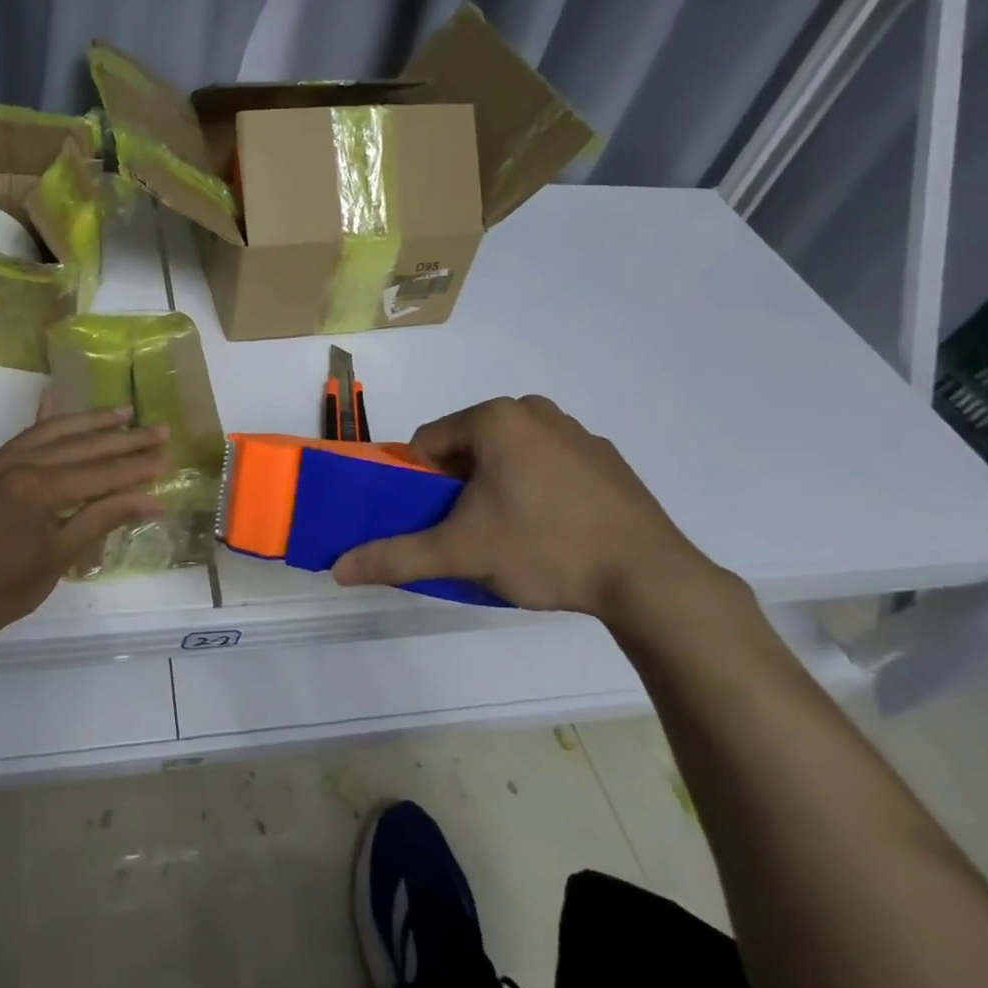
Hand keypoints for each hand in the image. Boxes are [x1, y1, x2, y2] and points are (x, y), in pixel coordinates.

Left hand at [0, 406, 167, 652]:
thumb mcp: (57, 559)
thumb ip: (102, 520)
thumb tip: (151, 500)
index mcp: (39, 489)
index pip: (100, 472)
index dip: (136, 468)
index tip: (167, 457)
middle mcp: (19, 463)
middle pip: (82, 446)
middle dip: (123, 439)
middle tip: (159, 428)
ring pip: (52, 432)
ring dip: (90, 421)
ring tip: (123, 412)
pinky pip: (22, 435)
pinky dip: (44, 420)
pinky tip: (54, 399)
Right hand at [333, 396, 727, 620]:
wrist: (650, 577)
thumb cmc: (544, 548)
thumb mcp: (462, 553)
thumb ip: (396, 556)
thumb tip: (338, 569)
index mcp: (495, 418)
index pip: (428, 442)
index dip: (420, 483)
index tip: (435, 520)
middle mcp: (533, 410)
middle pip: (468, 447)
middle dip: (459, 486)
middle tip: (472, 531)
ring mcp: (576, 431)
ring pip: (508, 455)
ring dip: (496, 486)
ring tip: (513, 534)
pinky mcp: (606, 457)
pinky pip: (548, 464)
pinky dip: (537, 487)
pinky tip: (554, 530)